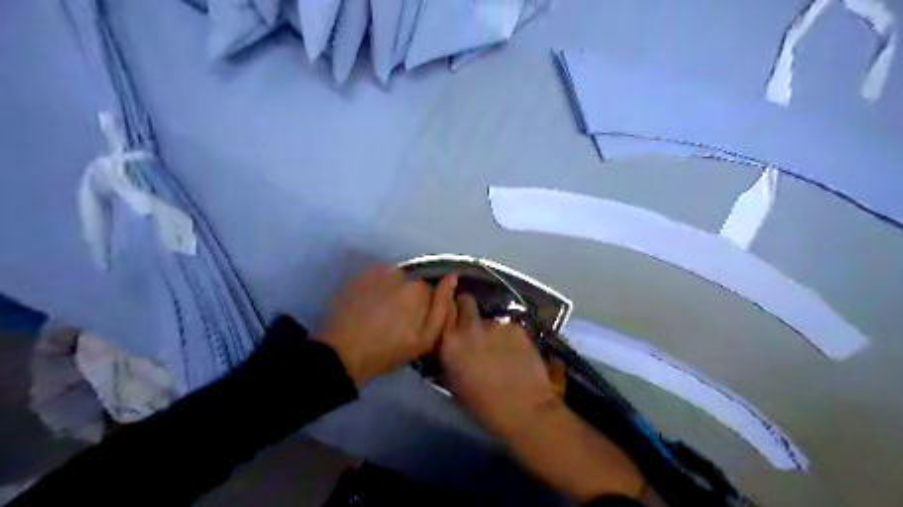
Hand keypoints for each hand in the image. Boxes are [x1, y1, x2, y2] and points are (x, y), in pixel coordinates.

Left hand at [316, 264, 458, 385]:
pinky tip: (369, 305)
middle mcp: (401, 275)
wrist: (341, 352)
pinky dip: (377, 288)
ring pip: (396, 280)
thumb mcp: (424, 340)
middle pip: (413, 285)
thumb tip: (452, 278)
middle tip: (394, 322)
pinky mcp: (361, 274)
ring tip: (380, 313)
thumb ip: (442, 308)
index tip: (412, 326)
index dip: (423, 310)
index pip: (431, 294)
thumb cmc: (387, 351)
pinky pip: (379, 277)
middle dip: (408, 299)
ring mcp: (378, 272)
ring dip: (393, 292)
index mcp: (419, 290)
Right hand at [442, 292, 562, 438]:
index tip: (452, 320)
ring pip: (489, 320)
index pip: (444, 312)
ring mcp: (495, 324)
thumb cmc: (483, 406)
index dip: (449, 314)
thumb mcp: (454, 383)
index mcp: (450, 342)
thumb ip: (450, 356)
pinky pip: (508, 328)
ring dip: (491, 331)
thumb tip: (452, 345)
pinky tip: (516, 354)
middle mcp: (470, 327)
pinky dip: (510, 338)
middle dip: (467, 309)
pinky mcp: (516, 327)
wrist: (524, 409)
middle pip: (466, 302)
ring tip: (500, 350)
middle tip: (473, 325)